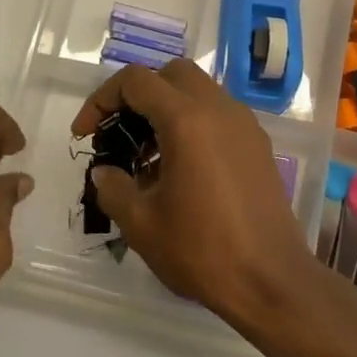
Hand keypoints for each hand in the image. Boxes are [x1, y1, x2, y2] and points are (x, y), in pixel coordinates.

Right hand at [70, 60, 315, 322]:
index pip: (136, 81)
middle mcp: (219, 109)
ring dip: (167, 109)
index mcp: (187, 119)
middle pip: (171, 75)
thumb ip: (113, 187)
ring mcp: (244, 124)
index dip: (101, 100)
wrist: (272, 281)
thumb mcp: (141, 224)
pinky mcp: (258, 145)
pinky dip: (193, 124)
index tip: (85, 134)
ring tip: (147, 156)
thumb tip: (104, 171)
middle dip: (138, 95)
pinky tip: (181, 169)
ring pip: (198, 91)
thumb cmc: (202, 250)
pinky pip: (218, 115)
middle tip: (119, 132)